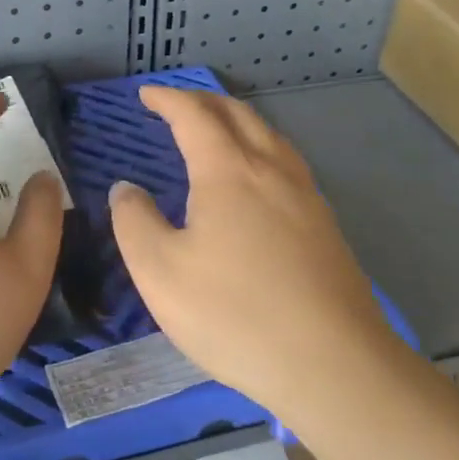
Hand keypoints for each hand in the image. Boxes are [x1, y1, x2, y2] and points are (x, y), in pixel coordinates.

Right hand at [109, 86, 391, 418]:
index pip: (194, 116)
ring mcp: (306, 196)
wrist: (332, 364)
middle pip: (238, 115)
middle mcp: (271, 170)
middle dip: (204, 101)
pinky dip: (261, 149)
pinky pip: (287, 164)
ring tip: (217, 130)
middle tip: (176, 105)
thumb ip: (135, 222)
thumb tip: (126, 188)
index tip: (146, 94)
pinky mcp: (325, 225)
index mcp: (228, 171)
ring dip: (238, 121)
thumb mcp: (160, 272)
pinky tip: (258, 178)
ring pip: (270, 136)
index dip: (168, 99)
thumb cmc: (234, 314)